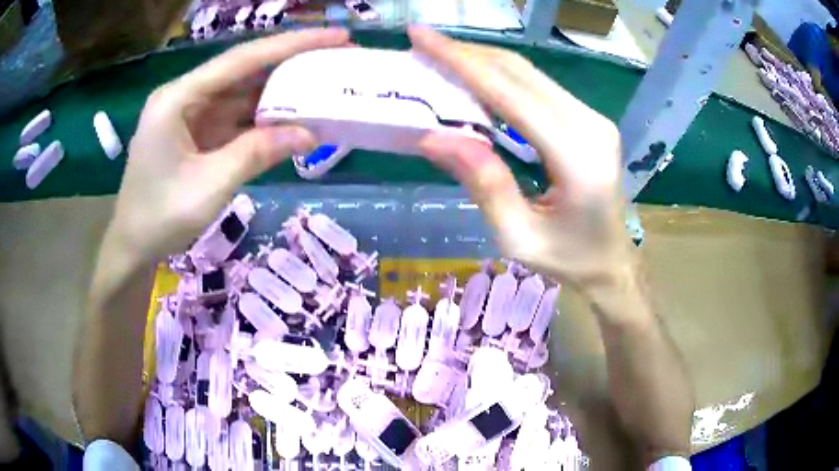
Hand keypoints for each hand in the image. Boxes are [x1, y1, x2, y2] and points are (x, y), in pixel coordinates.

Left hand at [111, 28, 350, 260]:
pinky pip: (236, 117)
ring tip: (323, 85)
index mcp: (178, 98)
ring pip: (242, 94)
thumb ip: (258, 153)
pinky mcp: (197, 133)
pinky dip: (263, 119)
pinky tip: (292, 117)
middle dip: (290, 63)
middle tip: (336, 57)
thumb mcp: (211, 185)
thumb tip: (309, 134)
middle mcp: (185, 96)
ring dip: (280, 92)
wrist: (133, 246)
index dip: (291, 44)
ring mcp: (191, 114)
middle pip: (244, 70)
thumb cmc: (160, 217)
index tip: (336, 36)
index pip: (242, 59)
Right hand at [409, 27, 629, 289]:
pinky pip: (538, 87)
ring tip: (440, 56)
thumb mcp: (518, 237)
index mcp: (577, 157)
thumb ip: (483, 184)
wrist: (613, 263)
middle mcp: (591, 125)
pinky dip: (501, 77)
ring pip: (529, 73)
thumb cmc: (569, 260)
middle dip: (467, 53)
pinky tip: (475, 78)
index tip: (422, 37)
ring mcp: (593, 119)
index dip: (462, 62)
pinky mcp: (588, 120)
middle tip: (423, 42)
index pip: (511, 93)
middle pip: (520, 72)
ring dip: (482, 61)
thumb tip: (434, 136)